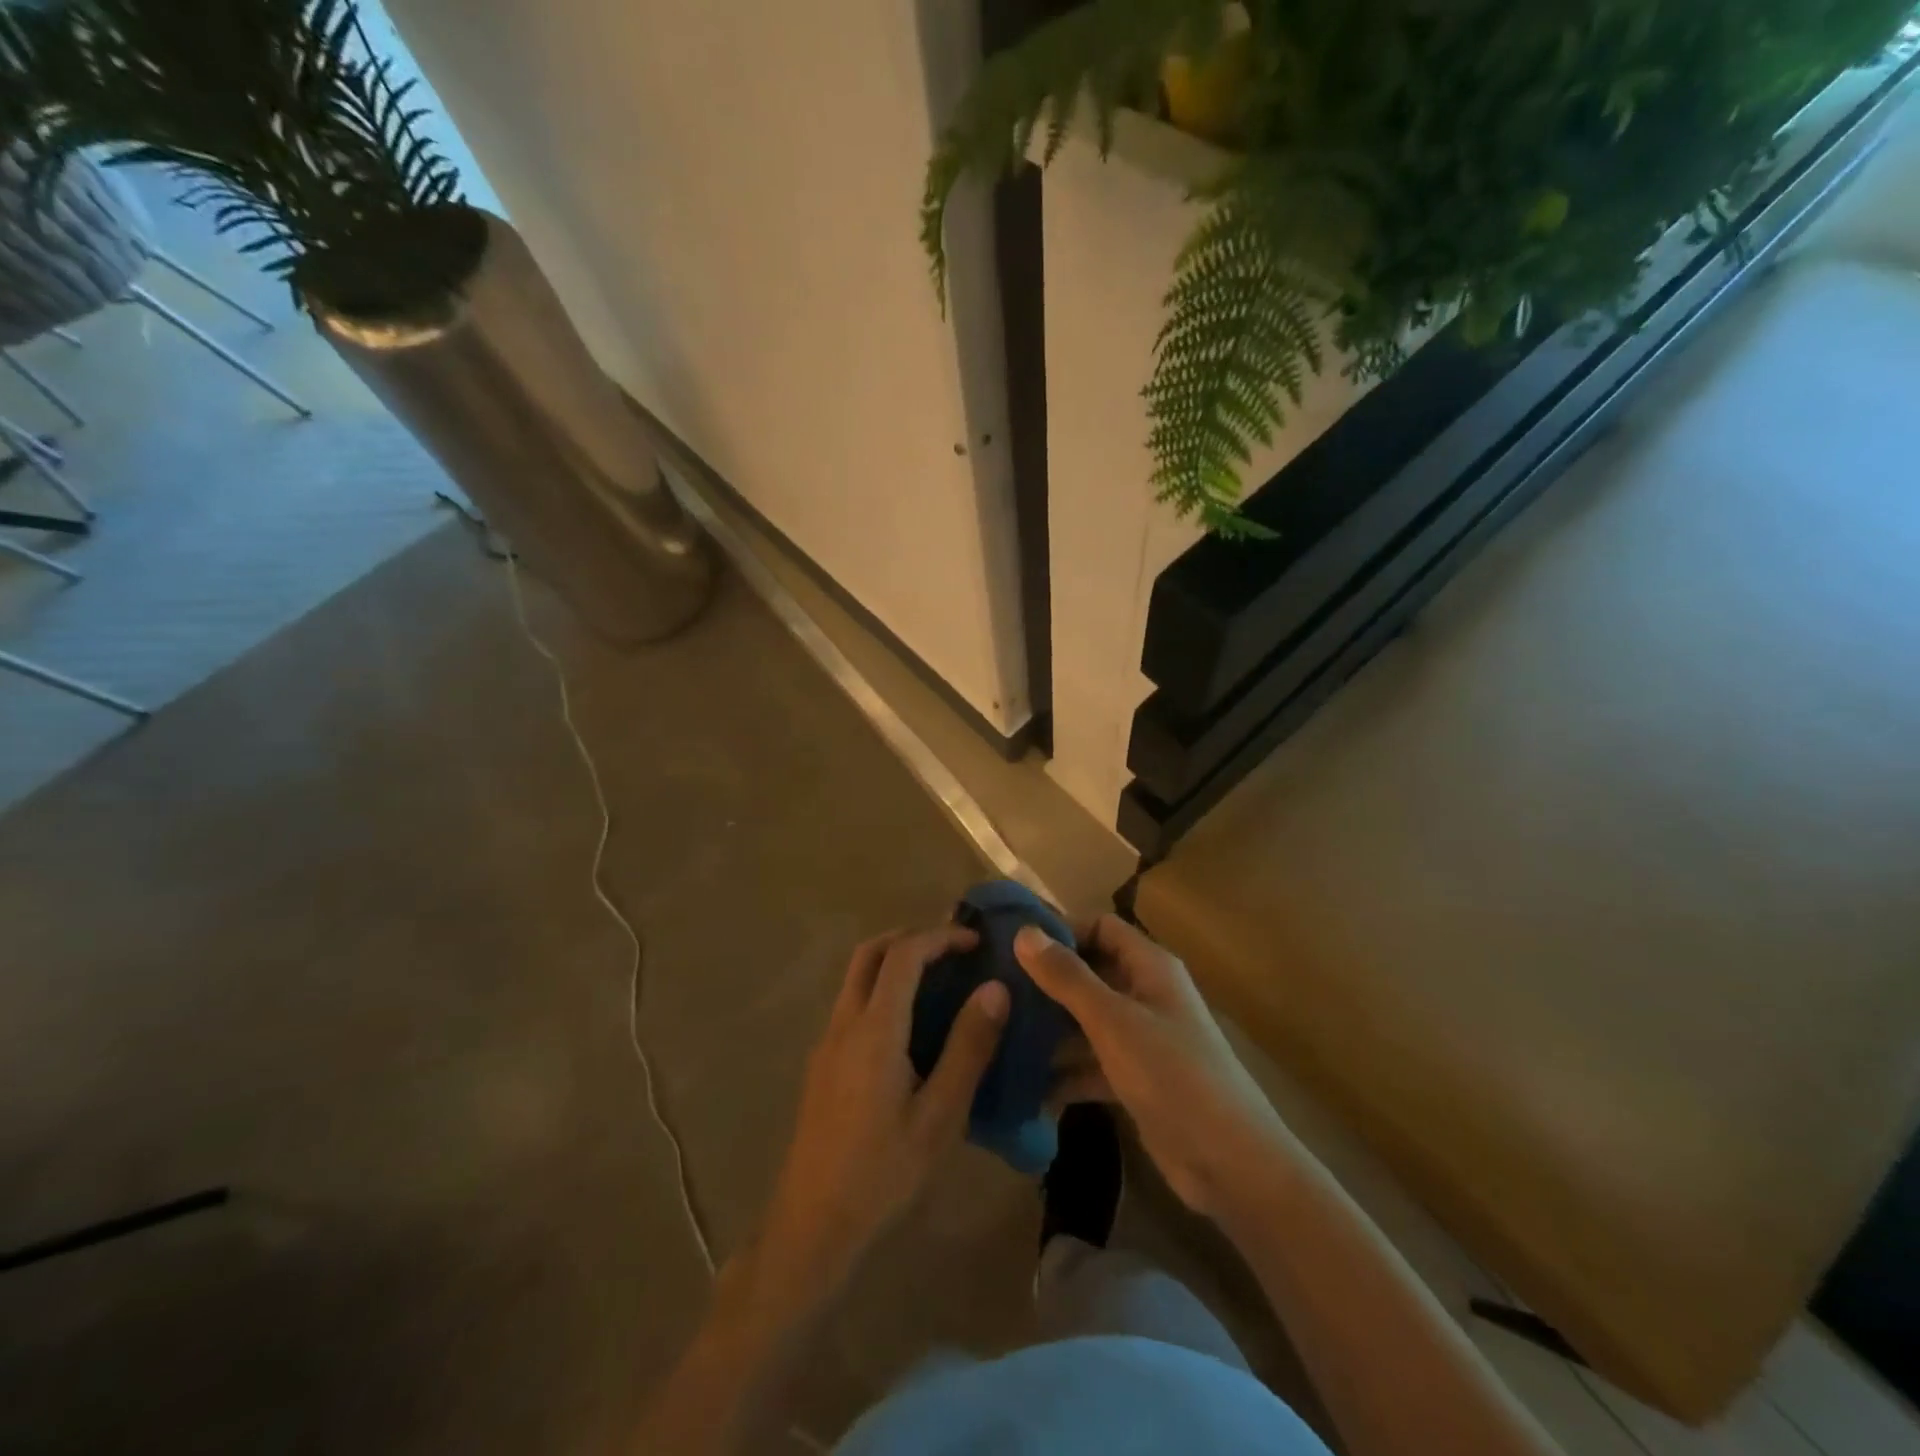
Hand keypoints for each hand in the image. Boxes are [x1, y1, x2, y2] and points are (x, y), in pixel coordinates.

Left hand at [756, 926, 1007, 1299]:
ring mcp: (826, 1043)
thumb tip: (995, 988)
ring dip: (893, 962)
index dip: (939, 937)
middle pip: (869, 953)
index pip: (903, 955)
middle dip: (911, 937)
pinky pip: (852, 1004)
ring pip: (856, 977)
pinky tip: (911, 1026)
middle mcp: (844, 1024)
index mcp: (874, 1030)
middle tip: (953, 950)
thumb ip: (968, 1048)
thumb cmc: (883, 1174)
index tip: (975, 941)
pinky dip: (882, 989)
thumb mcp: (939, 1117)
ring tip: (939, 980)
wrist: (811, 1226)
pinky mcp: (821, 1064)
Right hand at [1017, 916, 1292, 1220]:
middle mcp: (1145, 994)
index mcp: (1149, 967)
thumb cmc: (1173, 1075)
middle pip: (1089, 974)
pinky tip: (1023, 1084)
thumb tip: (1024, 932)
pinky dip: (1063, 1071)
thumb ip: (1068, 977)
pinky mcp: (1135, 1080)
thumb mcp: (1114, 1021)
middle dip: (1046, 983)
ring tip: (998, 1036)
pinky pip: (1090, 1063)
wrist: (1231, 1165)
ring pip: (1085, 1021)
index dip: (1062, 930)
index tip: (1014, 945)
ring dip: (1049, 1029)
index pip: (1101, 927)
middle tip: (995, 991)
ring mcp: (1140, 1039)